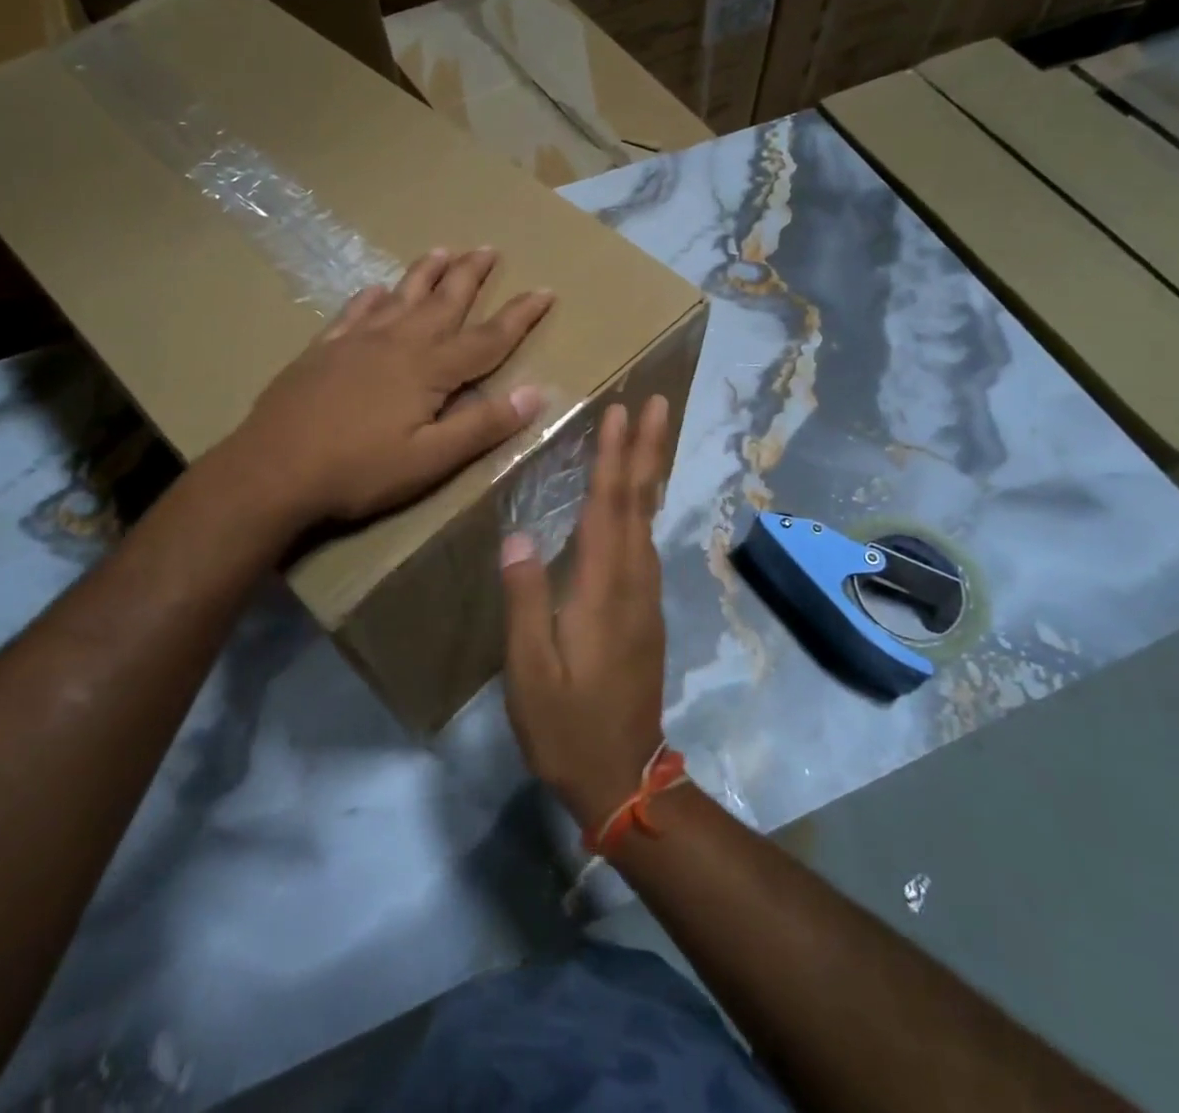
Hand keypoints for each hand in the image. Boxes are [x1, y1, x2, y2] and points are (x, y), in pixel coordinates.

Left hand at [235, 247, 553, 526]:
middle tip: (489, 248)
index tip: (545, 291)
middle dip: (470, 275)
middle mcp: (397, 343)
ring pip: (400, 296)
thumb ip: (483, 425)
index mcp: (429, 370)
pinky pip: (354, 312)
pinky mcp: (323, 350)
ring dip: (425, 273)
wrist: (271, 470)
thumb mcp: (431, 459)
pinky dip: (370, 297)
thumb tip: (537, 392)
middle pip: (443, 301)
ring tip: (443, 250)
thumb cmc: (358, 470)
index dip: (519, 315)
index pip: (487, 337)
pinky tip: (375, 288)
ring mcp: (356, 342)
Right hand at [500, 396, 671, 831]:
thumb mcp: (530, 670)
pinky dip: (642, 506)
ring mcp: (645, 596)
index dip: (614, 458)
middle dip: (648, 449)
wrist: (623, 776)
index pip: (609, 508)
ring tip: (649, 435)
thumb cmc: (567, 725)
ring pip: (648, 520)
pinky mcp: (645, 611)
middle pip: (641, 503)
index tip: (621, 412)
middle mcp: (633, 582)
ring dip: (648, 472)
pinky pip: (644, 541)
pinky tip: (635, 499)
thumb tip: (519, 537)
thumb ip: (526, 600)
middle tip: (659, 402)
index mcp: (603, 589)